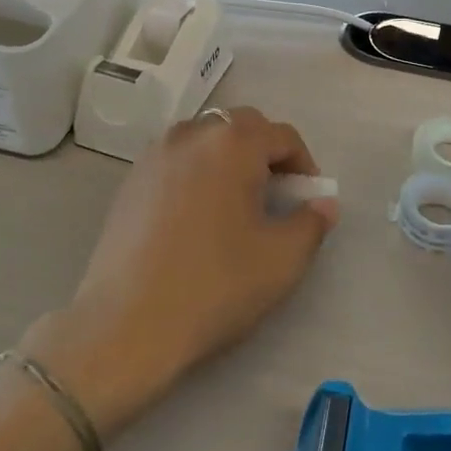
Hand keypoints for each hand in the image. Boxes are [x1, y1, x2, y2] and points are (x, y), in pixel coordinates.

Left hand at [25, 108, 337, 438]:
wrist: (126, 324)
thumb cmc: (214, 285)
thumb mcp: (281, 260)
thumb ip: (312, 223)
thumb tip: (324, 203)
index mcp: (233, 143)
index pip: (282, 135)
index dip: (304, 164)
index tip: (308, 199)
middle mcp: (192, 134)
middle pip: (241, 126)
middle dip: (266, 153)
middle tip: (276, 196)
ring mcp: (155, 154)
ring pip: (206, 138)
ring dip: (229, 158)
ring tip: (236, 203)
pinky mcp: (130, 180)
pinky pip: (177, 159)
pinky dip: (197, 171)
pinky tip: (197, 215)